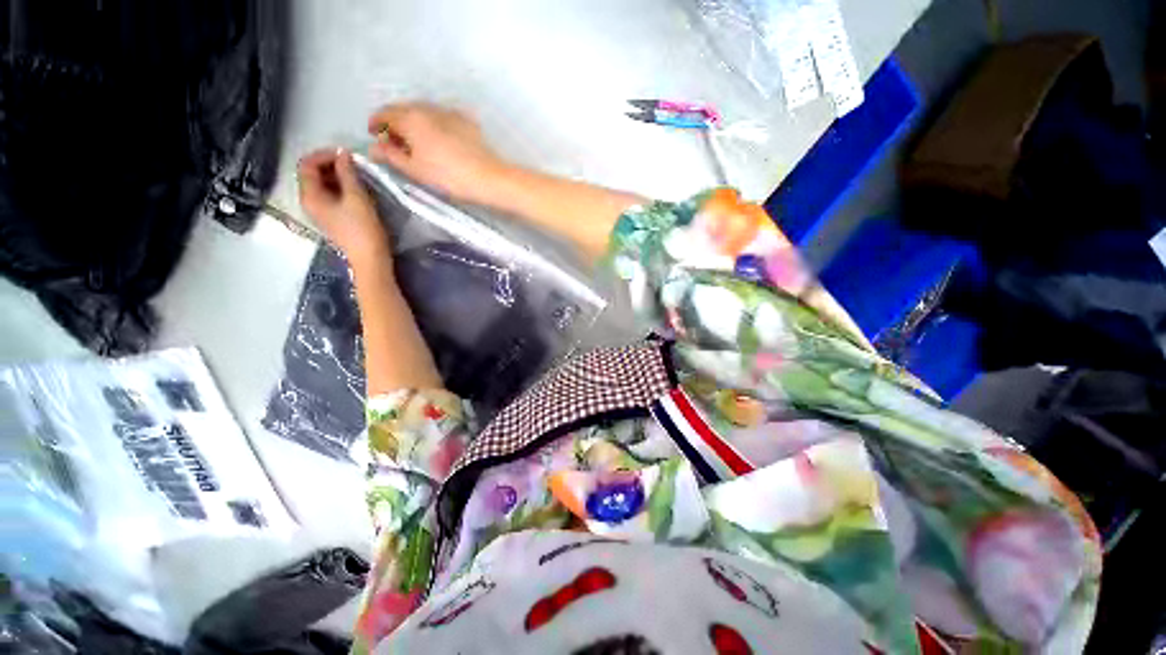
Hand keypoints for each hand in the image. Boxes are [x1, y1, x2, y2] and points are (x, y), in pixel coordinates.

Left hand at [298, 147, 390, 266]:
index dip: (324, 154)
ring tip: (357, 175)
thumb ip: (348, 173)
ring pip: (322, 184)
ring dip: (337, 176)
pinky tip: (356, 189)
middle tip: (353, 163)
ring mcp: (319, 211)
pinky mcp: (331, 218)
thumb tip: (343, 154)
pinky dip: (340, 187)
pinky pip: (329, 195)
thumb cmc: (363, 228)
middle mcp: (309, 201)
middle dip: (330, 164)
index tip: (346, 154)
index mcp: (310, 195)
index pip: (307, 164)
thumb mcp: (357, 197)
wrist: (370, 258)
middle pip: (312, 173)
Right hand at [366, 102, 508, 203]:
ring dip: (414, 123)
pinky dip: (434, 124)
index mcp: (410, 118)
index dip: (376, 124)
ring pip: (424, 112)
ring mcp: (449, 112)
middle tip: (395, 143)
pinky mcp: (466, 120)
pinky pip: (442, 117)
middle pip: (403, 110)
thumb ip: (391, 155)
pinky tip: (439, 140)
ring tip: (417, 143)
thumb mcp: (415, 170)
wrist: (488, 178)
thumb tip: (374, 147)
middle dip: (395, 123)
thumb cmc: (448, 177)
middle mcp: (427, 108)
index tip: (374, 136)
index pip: (384, 113)